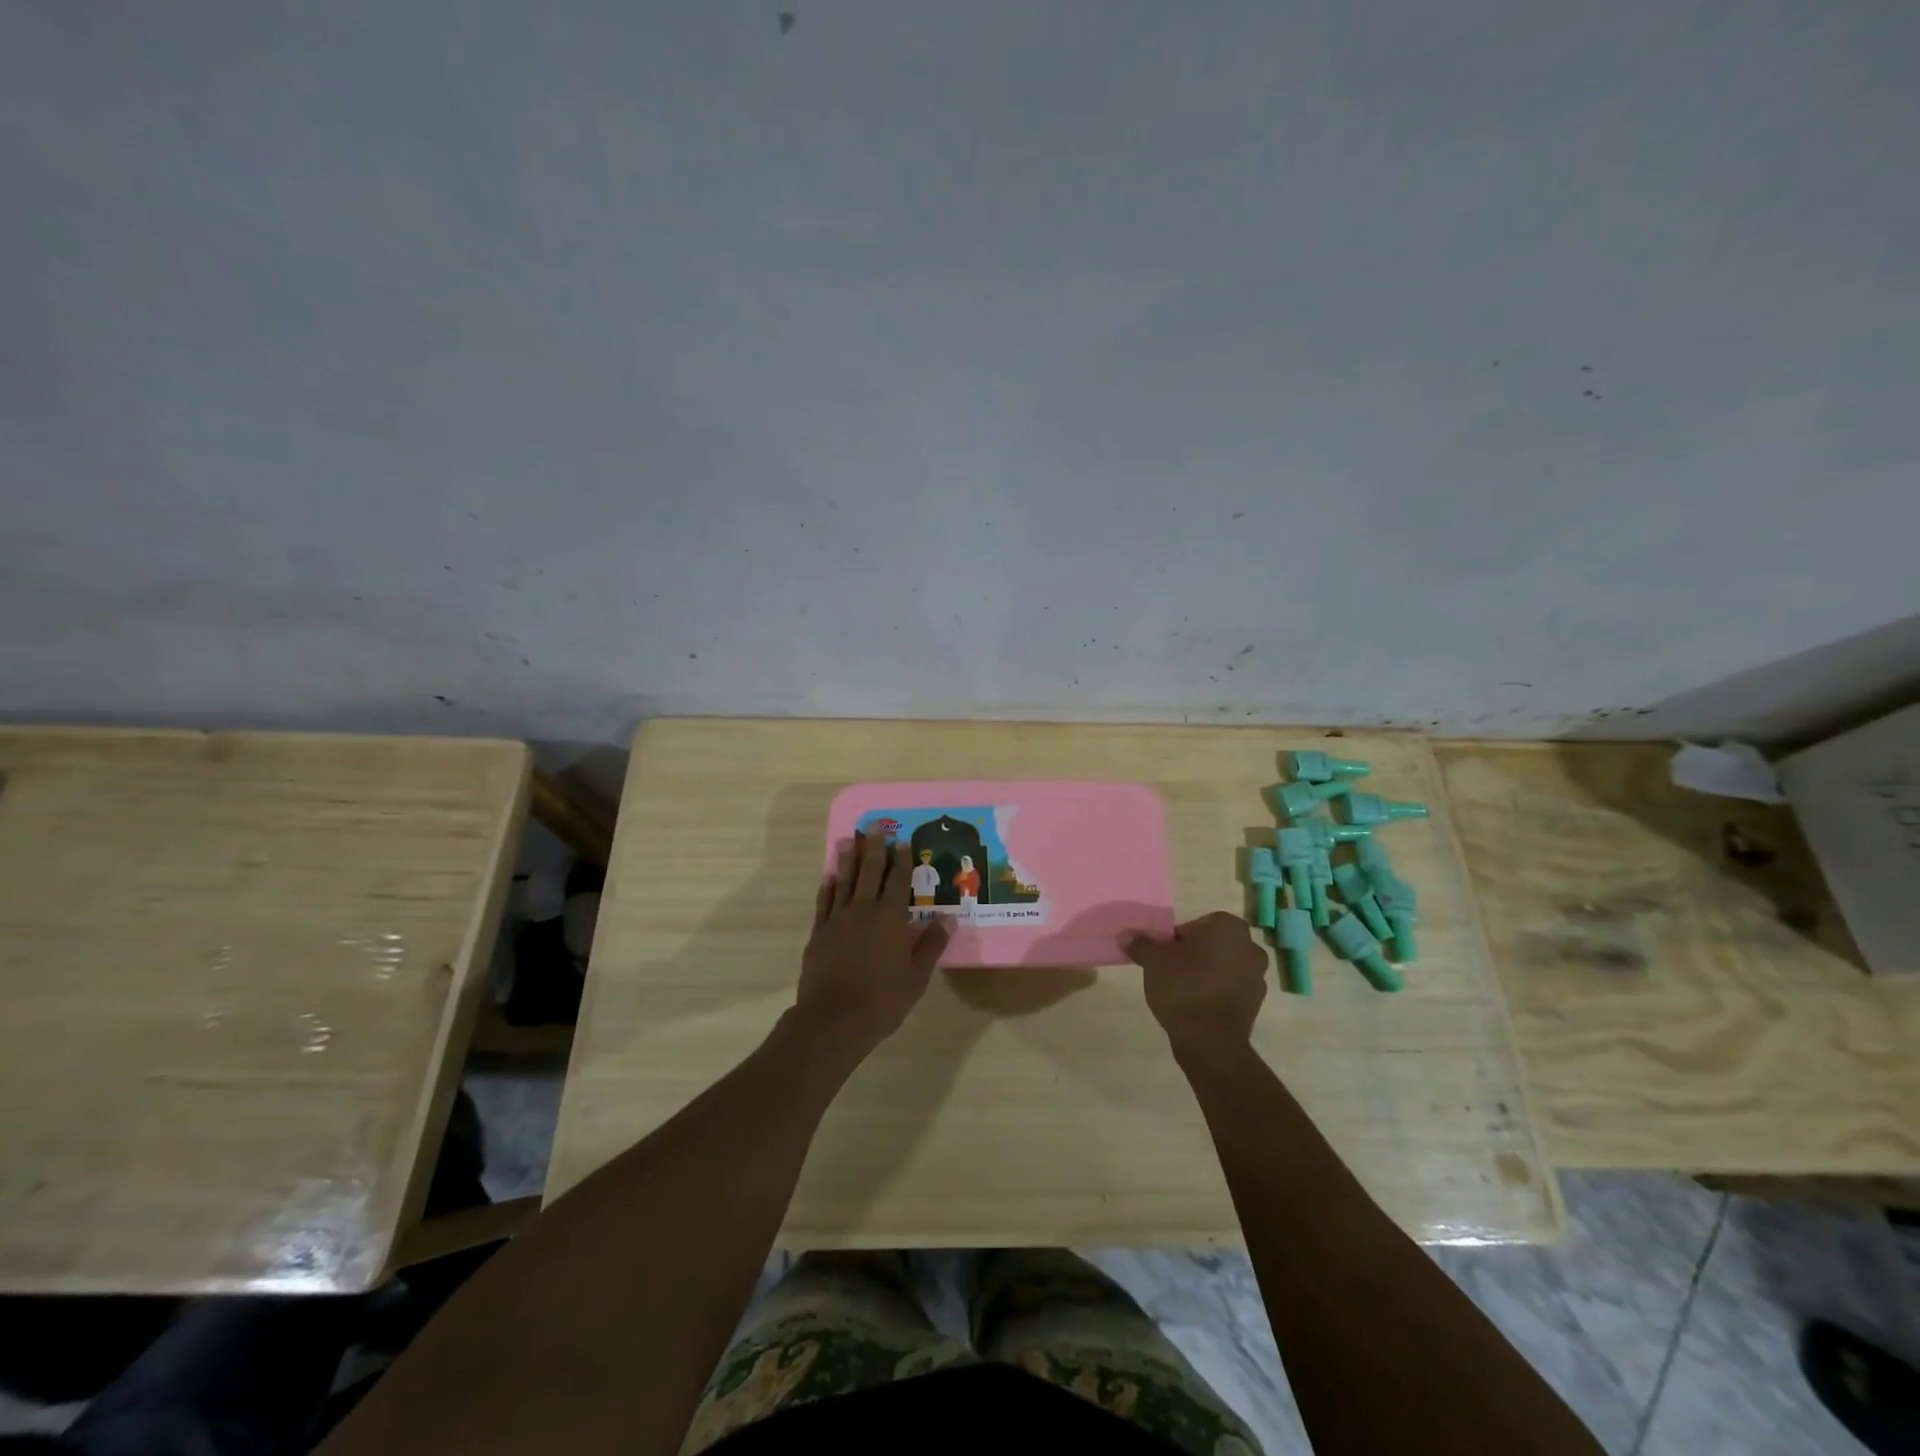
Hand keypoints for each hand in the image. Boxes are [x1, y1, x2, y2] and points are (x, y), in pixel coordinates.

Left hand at [797, 831, 950, 1052]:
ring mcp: (837, 920)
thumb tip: (948, 918)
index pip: (898, 881)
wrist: (834, 1019)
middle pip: (870, 872)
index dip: (902, 860)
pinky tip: (830, 877)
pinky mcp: (819, 933)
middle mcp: (863, 910)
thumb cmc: (882, 999)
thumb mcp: (916, 976)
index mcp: (890, 918)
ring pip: (844, 881)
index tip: (902, 841)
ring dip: (847, 859)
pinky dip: (828, 887)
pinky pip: (824, 902)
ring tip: (848, 840)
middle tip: (875, 826)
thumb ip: (931, 944)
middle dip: (874, 848)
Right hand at [1125, 912, 1267, 1055]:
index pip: (1194, 925)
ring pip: (1222, 966)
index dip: (1175, 940)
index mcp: (1228, 927)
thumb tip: (1126, 935)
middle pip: (1210, 944)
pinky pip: (1229, 988)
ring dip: (1205, 974)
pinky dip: (1215, 992)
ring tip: (1181, 991)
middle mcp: (1250, 946)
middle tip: (1170, 971)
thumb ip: (1141, 944)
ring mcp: (1258, 976)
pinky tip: (1196, 1006)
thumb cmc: (1184, 987)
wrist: (1210, 1041)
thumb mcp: (1153, 960)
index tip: (1164, 956)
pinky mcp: (1256, 1003)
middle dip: (1192, 955)